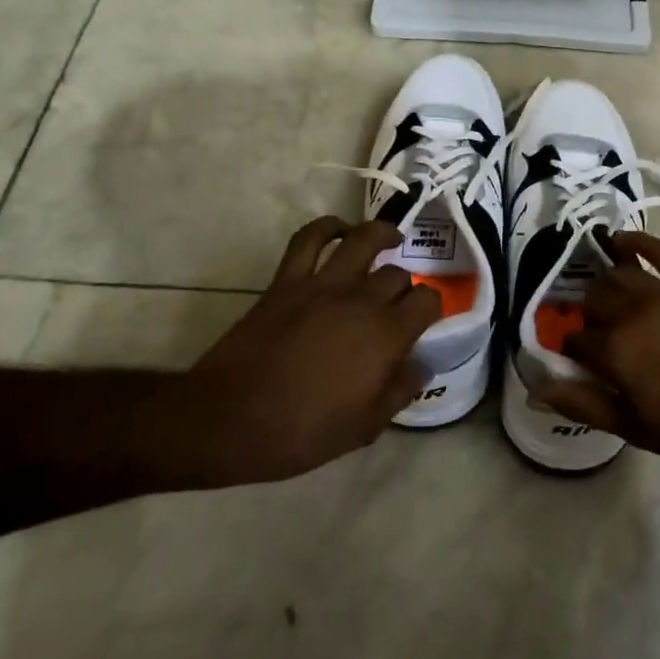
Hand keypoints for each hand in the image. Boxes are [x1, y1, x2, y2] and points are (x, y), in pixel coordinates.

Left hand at [136, 218, 439, 488]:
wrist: (228, 420)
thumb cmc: (301, 431)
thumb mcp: (364, 427)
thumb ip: (399, 391)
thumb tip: (420, 364)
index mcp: (386, 335)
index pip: (427, 300)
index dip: (431, 307)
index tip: (423, 321)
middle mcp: (362, 300)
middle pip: (398, 274)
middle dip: (405, 286)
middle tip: (397, 303)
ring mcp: (322, 284)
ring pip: (363, 240)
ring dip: (382, 235)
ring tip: (390, 239)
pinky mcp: (287, 280)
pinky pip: (309, 239)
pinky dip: (327, 227)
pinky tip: (339, 231)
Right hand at [530, 232, 659, 486]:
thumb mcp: (639, 429)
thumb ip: (586, 405)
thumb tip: (538, 389)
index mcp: (618, 351)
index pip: (576, 338)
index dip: (574, 350)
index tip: (581, 361)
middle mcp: (634, 312)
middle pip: (593, 298)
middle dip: (589, 314)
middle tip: (600, 334)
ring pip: (619, 273)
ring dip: (606, 283)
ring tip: (608, 296)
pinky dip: (637, 241)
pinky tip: (621, 240)